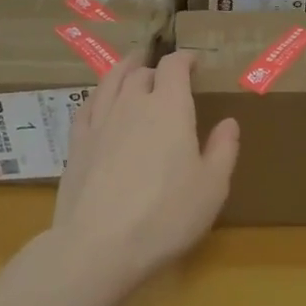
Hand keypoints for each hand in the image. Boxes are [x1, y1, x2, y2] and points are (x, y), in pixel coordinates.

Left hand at [52, 51, 238, 287]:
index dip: (184, 59)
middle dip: (155, 68)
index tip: (193, 62)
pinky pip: (87, 106)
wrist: (98, 247)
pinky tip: (99, 99)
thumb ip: (223, 150)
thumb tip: (229, 123)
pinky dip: (98, 94)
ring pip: (111, 82)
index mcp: (170, 107)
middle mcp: (133, 104)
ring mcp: (100, 122)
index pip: (174, 66)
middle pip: (141, 72)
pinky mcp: (76, 144)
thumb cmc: (166, 216)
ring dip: (124, 69)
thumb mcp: (212, 188)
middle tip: (164, 74)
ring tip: (130, 65)